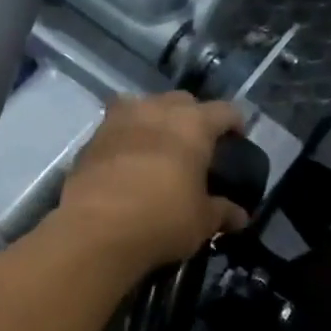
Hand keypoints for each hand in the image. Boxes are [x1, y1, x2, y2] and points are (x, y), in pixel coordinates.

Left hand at [56, 92, 247, 273]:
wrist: (96, 229)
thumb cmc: (162, 218)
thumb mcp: (202, 221)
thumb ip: (222, 212)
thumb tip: (239, 216)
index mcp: (192, 124)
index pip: (225, 111)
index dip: (235, 123)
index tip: (238, 140)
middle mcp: (156, 111)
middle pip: (182, 101)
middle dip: (192, 117)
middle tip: (196, 145)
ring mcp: (119, 120)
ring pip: (144, 106)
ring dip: (154, 120)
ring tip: (159, 146)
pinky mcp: (91, 139)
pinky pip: (116, 128)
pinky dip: (126, 138)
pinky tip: (127, 161)